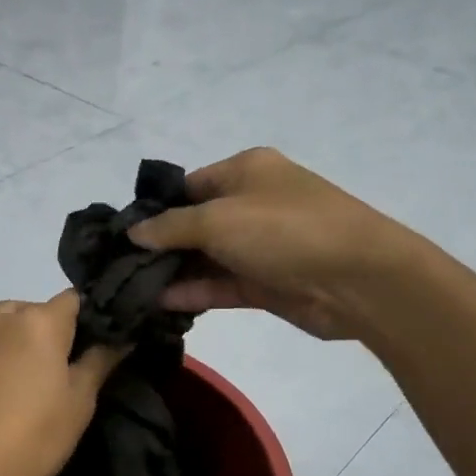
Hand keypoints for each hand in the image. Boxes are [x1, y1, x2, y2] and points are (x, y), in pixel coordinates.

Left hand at [0, 279, 123, 475]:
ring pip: (3, 314)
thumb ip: (101, 361)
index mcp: (45, 324)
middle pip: (38, 310)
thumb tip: (123, 335)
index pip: (75, 302)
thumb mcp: (80, 403)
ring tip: (28, 354)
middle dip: (53, 328)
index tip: (96, 342)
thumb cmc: (35, 438)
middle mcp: (8, 317)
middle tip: (62, 366)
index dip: (88, 318)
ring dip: (18, 325)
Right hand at [127, 147, 412, 340]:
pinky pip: (221, 285)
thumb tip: (134, 232)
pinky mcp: (266, 283)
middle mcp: (251, 204)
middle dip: (160, 246)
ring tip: (130, 291)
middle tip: (118, 269)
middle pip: (194, 224)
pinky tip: (159, 304)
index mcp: (245, 171)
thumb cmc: (284, 231)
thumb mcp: (218, 219)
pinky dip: (194, 293)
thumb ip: (171, 227)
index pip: (188, 187)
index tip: (121, 236)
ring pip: (206, 258)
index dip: (156, 210)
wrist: (356, 279)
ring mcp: (260, 246)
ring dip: (174, 274)